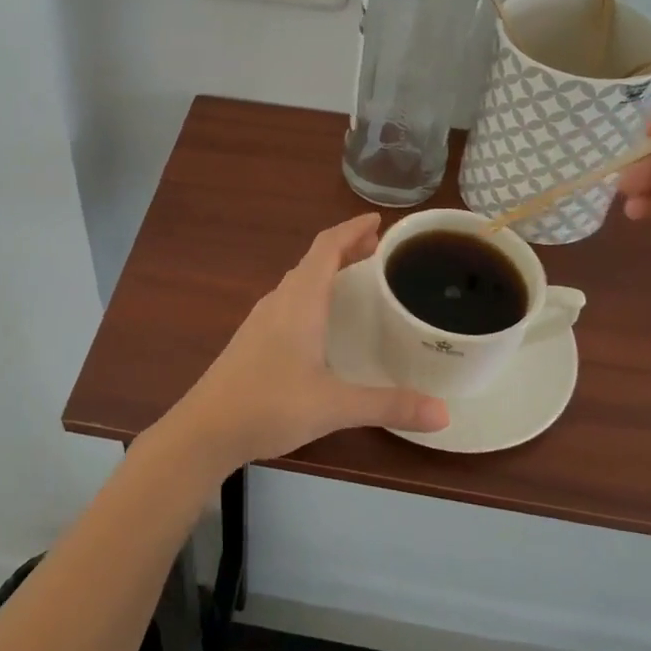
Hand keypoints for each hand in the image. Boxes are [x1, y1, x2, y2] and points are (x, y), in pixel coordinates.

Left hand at [162, 214, 449, 471]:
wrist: (205, 429)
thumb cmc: (269, 405)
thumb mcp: (334, 406)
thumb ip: (388, 405)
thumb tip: (444, 413)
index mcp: (300, 301)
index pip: (326, 248)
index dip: (351, 230)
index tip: (377, 220)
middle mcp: (279, 301)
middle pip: (313, 260)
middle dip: (346, 248)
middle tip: (378, 247)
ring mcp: (261, 320)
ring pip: (299, 280)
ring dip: (327, 270)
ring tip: (355, 276)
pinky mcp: (252, 339)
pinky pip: (289, 300)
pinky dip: (312, 292)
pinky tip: (320, 319)